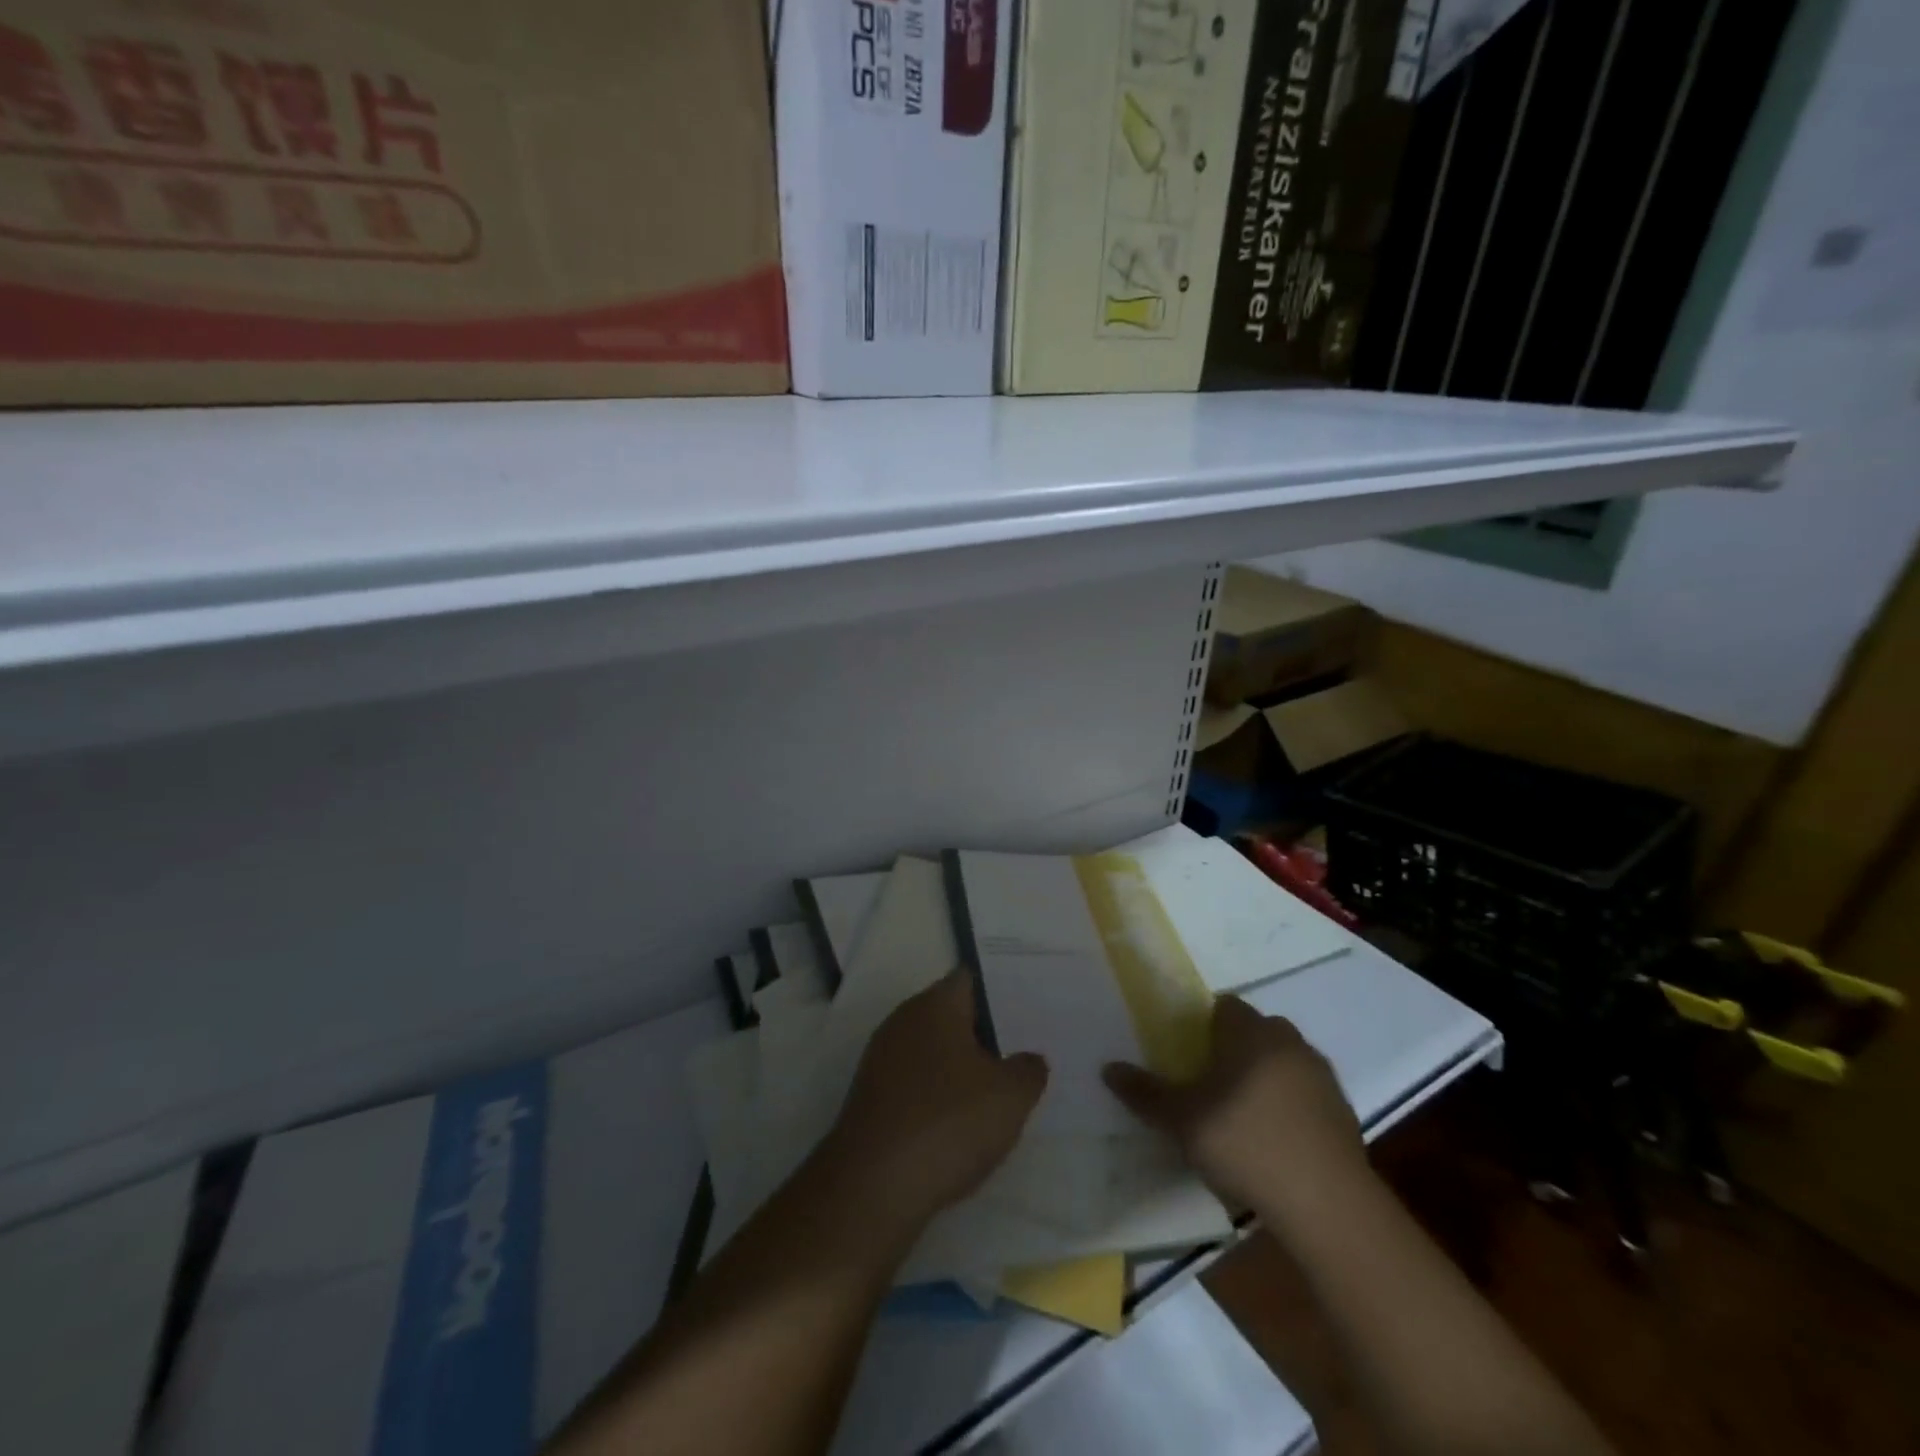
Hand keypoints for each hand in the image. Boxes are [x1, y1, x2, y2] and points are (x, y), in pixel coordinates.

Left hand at [821, 971, 1047, 1233]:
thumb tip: (1030, 1059)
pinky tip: (960, 1122)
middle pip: (951, 1015)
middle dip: (984, 1032)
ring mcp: (882, 1059)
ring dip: (961, 1067)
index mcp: (935, 1005)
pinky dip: (938, 1095)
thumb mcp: (1009, 1097)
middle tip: (1022, 1050)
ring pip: (933, 1051)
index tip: (1029, 1007)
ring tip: (998, 1090)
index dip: (1001, 991)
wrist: (872, 1187)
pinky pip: (915, 1082)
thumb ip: (1028, 1070)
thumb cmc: (947, 1123)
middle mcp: (903, 1020)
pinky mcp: (872, 1097)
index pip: (971, 979)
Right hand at [1103, 997, 1363, 1213]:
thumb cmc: (1245, 1144)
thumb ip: (1145, 1093)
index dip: (1204, 1023)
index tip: (1187, 1050)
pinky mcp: (1343, 1112)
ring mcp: (1321, 1076)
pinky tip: (1274, 1140)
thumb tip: (1108, 1068)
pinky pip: (1306, 1094)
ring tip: (1241, 1113)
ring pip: (1284, 1061)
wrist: (1327, 1204)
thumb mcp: (1181, 1121)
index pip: (1225, 1006)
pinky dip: (1290, 1106)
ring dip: (1265, 1076)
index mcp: (1250, 1032)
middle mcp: (1288, 1042)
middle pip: (1256, 1031)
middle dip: (1235, 1048)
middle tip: (1209, 1081)